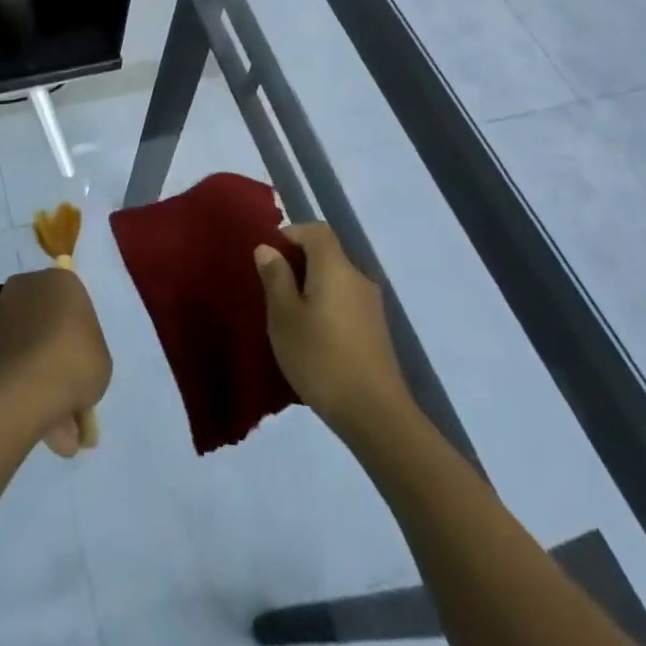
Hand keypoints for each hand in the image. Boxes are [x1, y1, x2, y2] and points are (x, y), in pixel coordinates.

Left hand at [0, 268, 110, 457]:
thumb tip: (71, 370)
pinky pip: (8, 366)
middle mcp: (27, 287)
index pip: (77, 304)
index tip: (85, 365)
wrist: (17, 389)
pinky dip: (19, 390)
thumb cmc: (72, 363)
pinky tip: (35, 425)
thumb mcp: (102, 362)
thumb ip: (89, 357)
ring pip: (27, 349)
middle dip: (58, 360)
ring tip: (57, 431)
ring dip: (40, 382)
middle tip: (71, 399)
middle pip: (48, 325)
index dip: (83, 338)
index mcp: (61, 281)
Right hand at [255, 223, 407, 434]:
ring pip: (336, 280)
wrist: (375, 414)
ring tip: (288, 316)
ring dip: (312, 287)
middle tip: (272, 288)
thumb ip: (275, 278)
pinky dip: (326, 306)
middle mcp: (358, 278)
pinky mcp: (377, 330)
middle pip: (327, 254)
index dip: (291, 234)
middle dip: (298, 263)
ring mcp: (371, 306)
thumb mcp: (284, 317)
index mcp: (335, 267)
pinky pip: (346, 302)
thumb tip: (268, 248)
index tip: (268, 256)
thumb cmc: (321, 358)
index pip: (316, 230)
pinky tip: (312, 337)